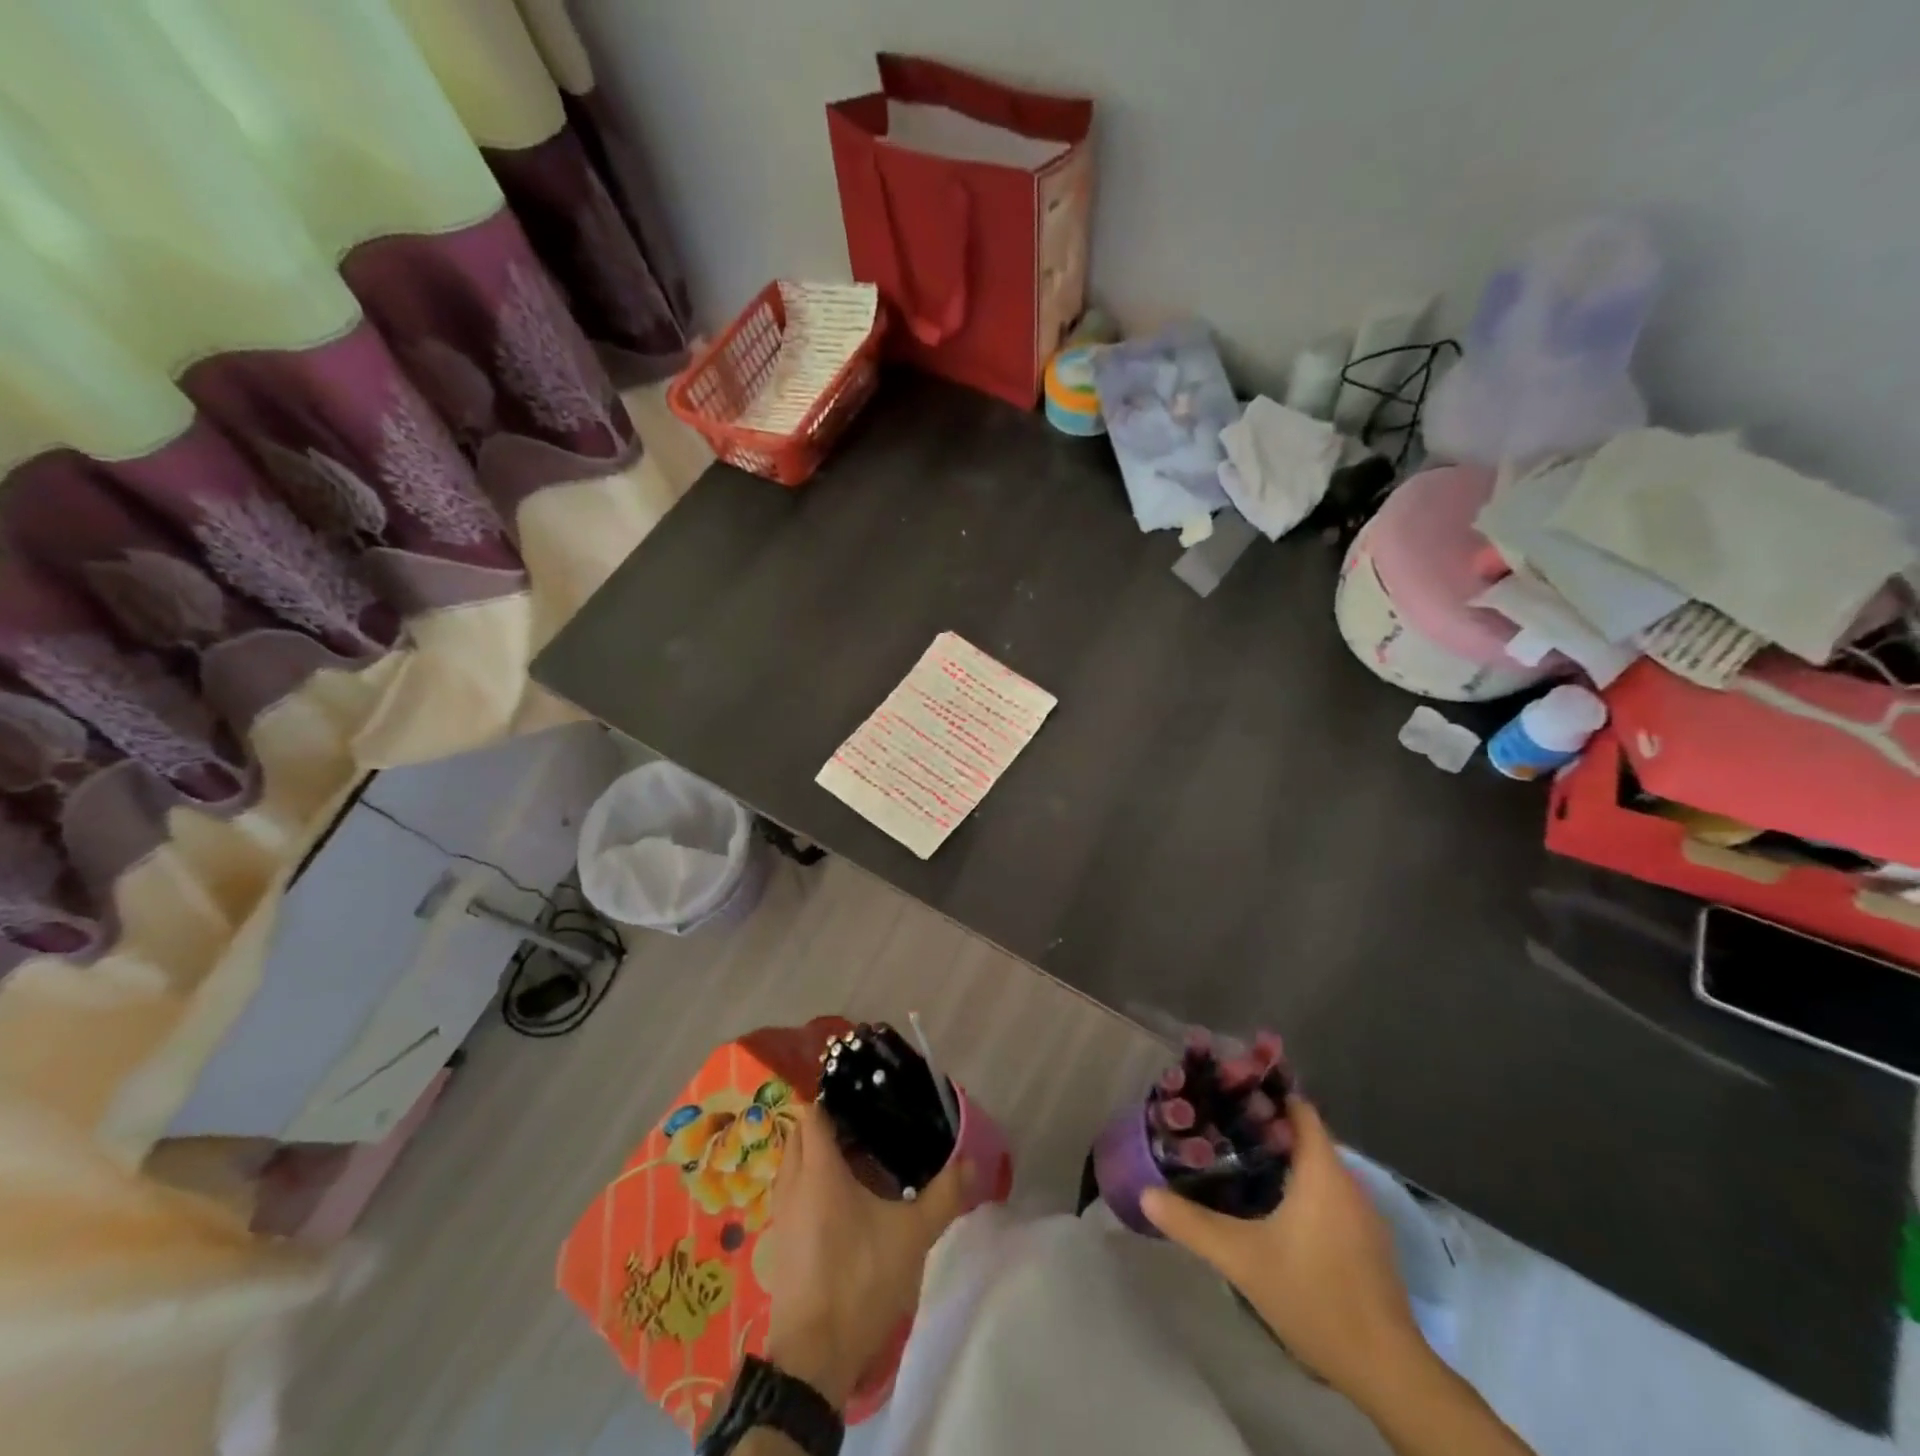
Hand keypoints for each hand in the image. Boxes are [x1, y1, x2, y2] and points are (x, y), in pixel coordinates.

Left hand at [757, 1102, 970, 1406]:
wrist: (814, 1357)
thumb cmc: (859, 1281)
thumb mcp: (911, 1237)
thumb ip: (943, 1196)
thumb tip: (972, 1164)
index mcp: (818, 1170)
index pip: (814, 1112)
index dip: (834, 1097)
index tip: (864, 1096)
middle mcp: (793, 1183)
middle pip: (801, 1133)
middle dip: (829, 1123)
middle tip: (868, 1126)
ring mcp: (782, 1214)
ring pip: (794, 1163)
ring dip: (818, 1153)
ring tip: (860, 1159)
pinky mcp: (781, 1241)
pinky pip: (793, 1191)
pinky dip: (812, 1182)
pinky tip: (845, 1201)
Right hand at [1141, 1096, 1423, 1408]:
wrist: (1387, 1371)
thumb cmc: (1314, 1296)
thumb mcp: (1242, 1259)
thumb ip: (1192, 1223)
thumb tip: (1146, 1194)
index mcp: (1323, 1171)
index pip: (1298, 1108)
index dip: (1264, 1096)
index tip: (1228, 1094)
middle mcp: (1349, 1182)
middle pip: (1305, 1137)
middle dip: (1264, 1130)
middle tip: (1220, 1130)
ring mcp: (1364, 1215)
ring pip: (1318, 1169)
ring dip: (1283, 1163)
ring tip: (1238, 1165)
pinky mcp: (1370, 1245)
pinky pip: (1331, 1197)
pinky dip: (1302, 1192)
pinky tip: (1273, 1213)